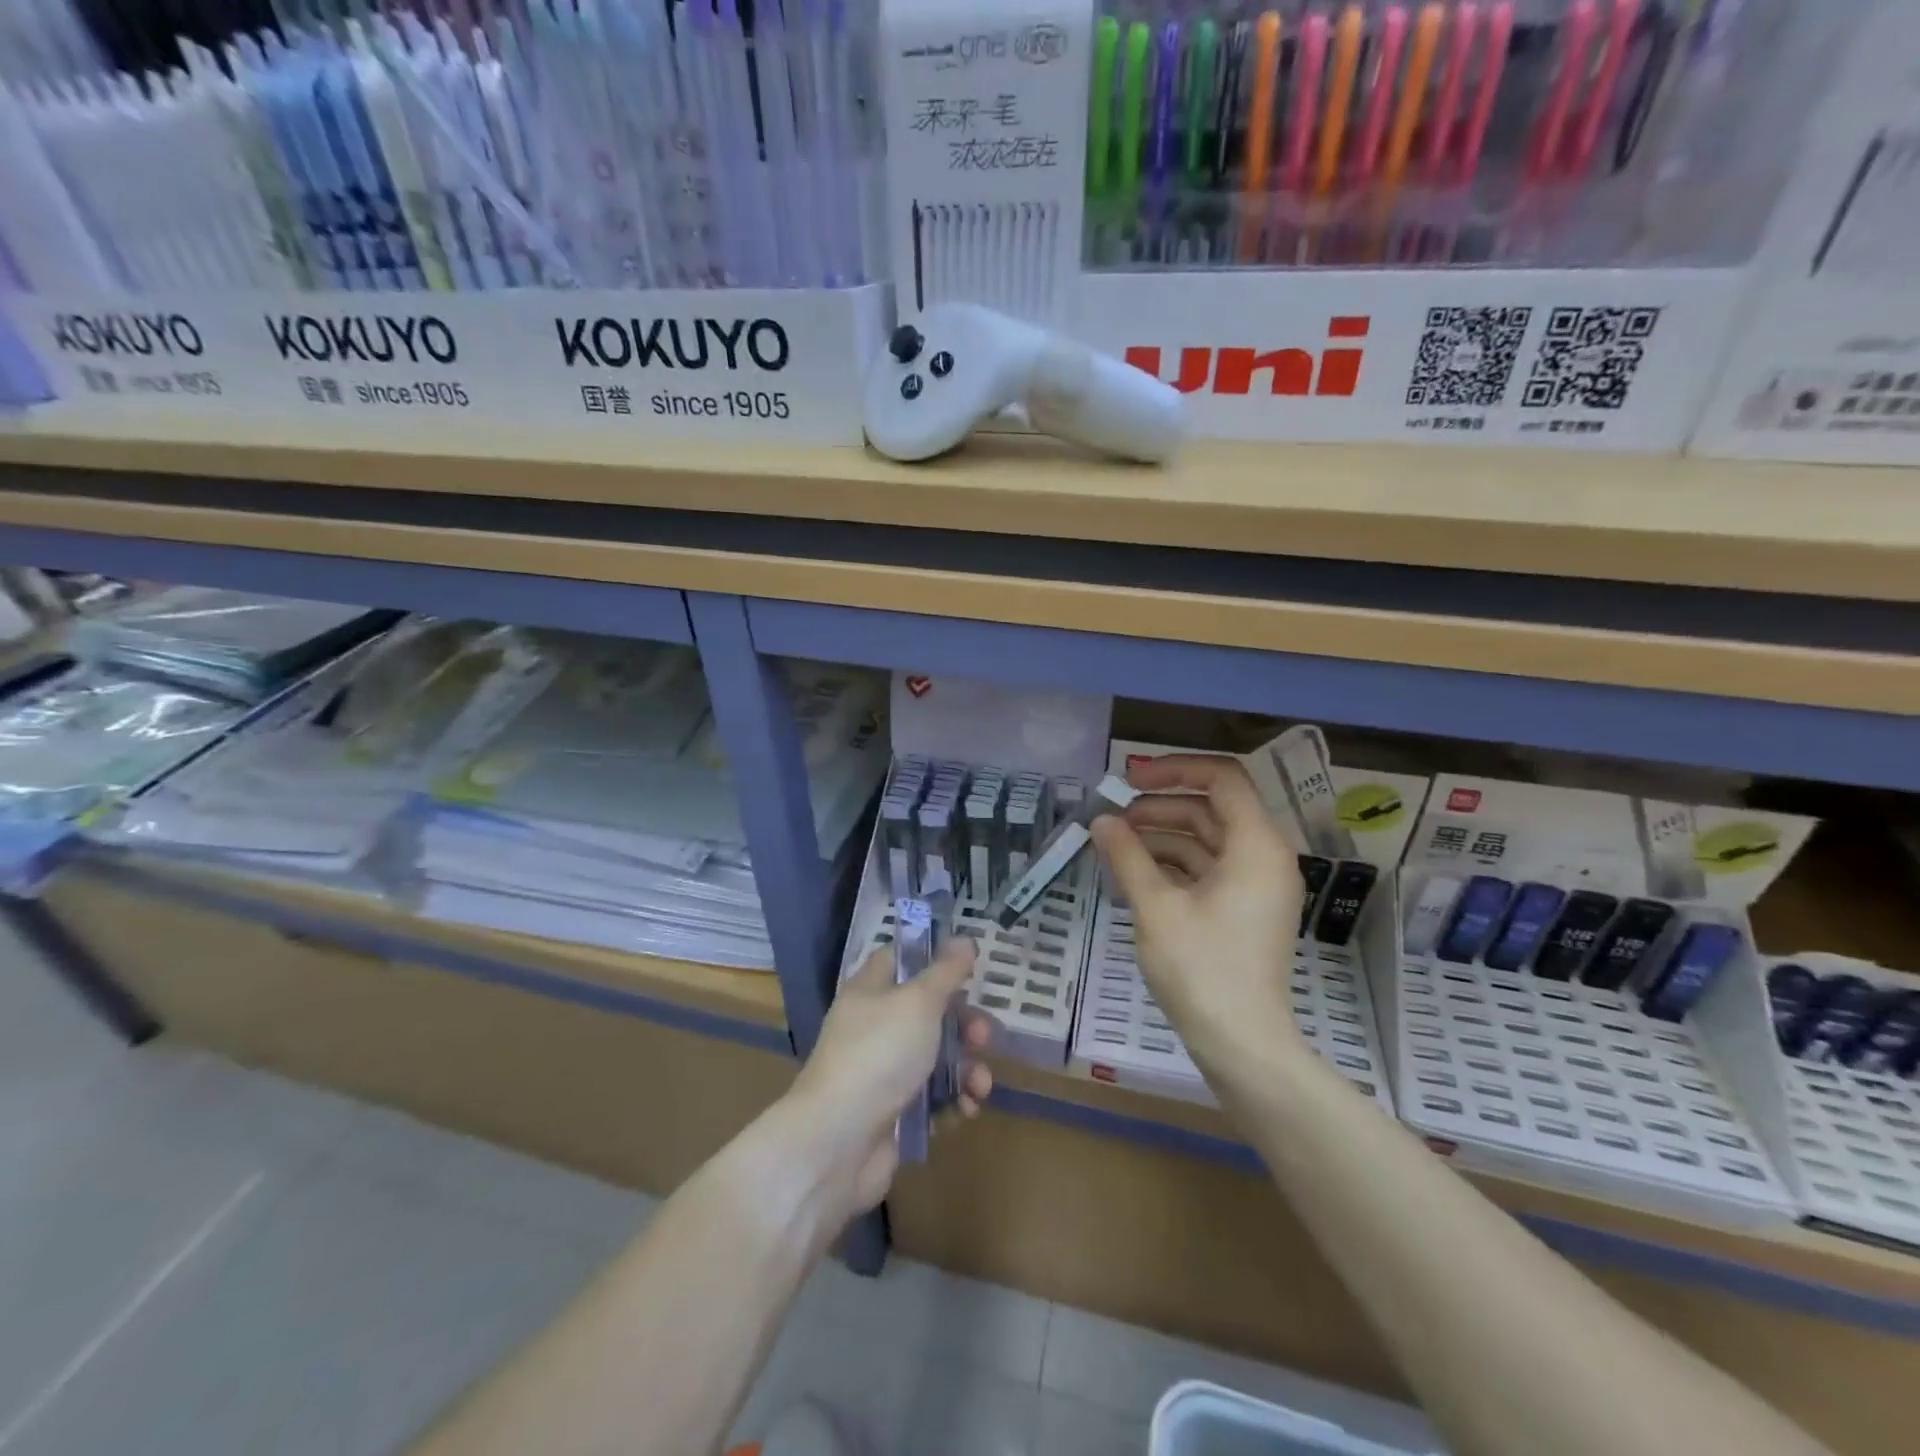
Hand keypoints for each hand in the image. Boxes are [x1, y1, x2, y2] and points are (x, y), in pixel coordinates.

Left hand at [788, 939, 993, 1217]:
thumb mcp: (918, 1002)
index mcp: (870, 991)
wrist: (838, 1142)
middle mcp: (874, 1026)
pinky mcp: (892, 1113)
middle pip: (927, 1013)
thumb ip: (945, 972)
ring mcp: (882, 1072)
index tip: (968, 964)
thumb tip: (964, 939)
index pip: (900, 959)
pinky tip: (966, 1109)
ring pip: (934, 1058)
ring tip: (980, 1085)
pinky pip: (931, 1099)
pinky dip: (952, 1101)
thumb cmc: (879, 1054)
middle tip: (983, 1036)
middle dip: (963, 1024)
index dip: (933, 957)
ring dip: (965, 1068)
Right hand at [1090, 754, 1305, 1072]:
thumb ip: (1127, 856)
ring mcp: (1255, 885)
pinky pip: (1207, 869)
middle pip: (1210, 808)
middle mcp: (1264, 856)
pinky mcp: (1244, 909)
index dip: (1174, 769)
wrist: (1241, 1044)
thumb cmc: (1202, 970)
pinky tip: (1133, 874)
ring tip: (1114, 846)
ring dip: (1160, 837)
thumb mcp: (1155, 907)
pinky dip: (1172, 865)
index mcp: (1256, 845)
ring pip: (1205, 840)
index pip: (1222, 778)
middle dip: (1159, 807)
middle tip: (1112, 818)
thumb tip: (1102, 821)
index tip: (1129, 779)